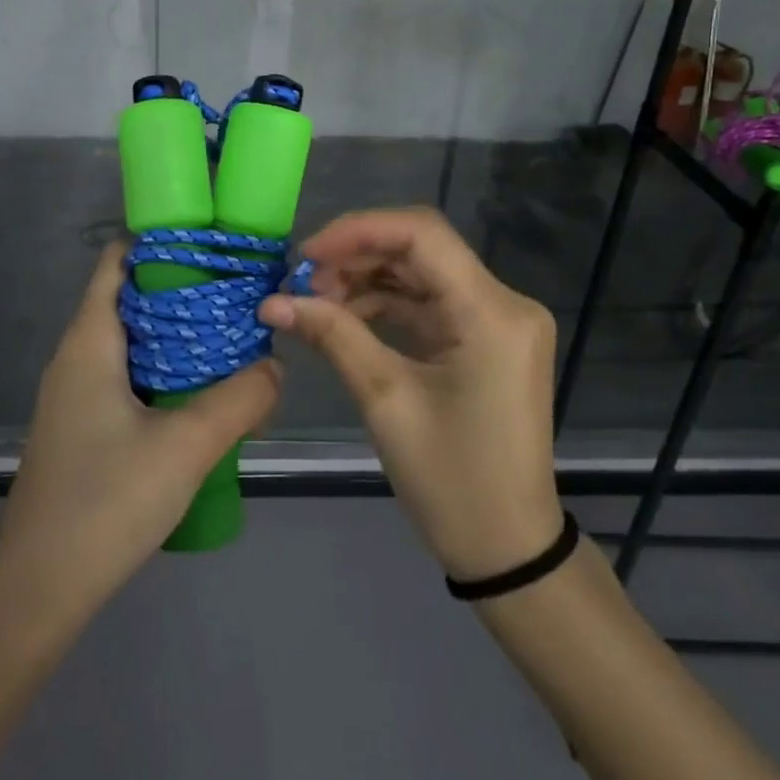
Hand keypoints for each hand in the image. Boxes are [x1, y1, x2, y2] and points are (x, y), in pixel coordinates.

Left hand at [0, 243, 280, 624]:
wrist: (39, 589)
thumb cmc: (106, 502)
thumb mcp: (186, 447)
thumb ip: (239, 401)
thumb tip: (274, 367)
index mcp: (89, 342)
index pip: (117, 262)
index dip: (161, 242)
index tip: (214, 245)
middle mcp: (76, 357)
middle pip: (129, 299)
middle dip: (182, 291)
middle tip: (238, 296)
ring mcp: (74, 395)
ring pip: (131, 343)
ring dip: (176, 337)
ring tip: (231, 341)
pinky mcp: (81, 428)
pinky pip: (126, 379)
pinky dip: (163, 372)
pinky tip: (201, 397)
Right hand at [260, 208, 561, 580]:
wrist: (507, 548)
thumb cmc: (450, 480)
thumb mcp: (385, 400)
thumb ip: (332, 336)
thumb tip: (272, 302)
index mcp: (492, 312)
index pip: (422, 234)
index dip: (357, 231)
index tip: (305, 254)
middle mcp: (504, 303)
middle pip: (421, 250)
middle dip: (356, 257)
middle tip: (302, 283)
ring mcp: (498, 321)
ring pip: (421, 274)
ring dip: (366, 280)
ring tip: (315, 302)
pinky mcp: (486, 340)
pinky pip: (430, 304)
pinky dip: (386, 305)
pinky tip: (344, 317)